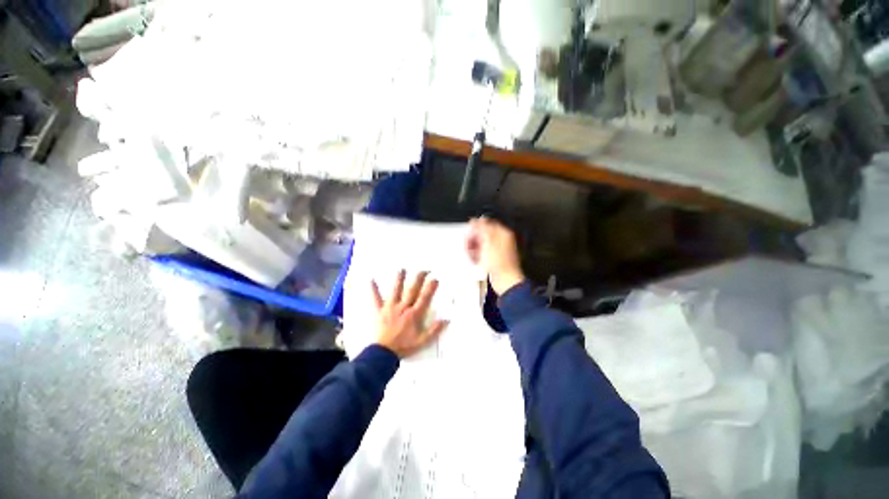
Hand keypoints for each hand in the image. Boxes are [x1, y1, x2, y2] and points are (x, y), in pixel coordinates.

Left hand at [371, 270, 446, 357]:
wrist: (384, 354)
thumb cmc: (404, 347)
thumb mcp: (422, 341)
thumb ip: (434, 330)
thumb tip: (446, 319)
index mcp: (414, 314)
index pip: (424, 298)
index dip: (430, 288)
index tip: (435, 278)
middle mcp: (403, 307)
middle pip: (412, 290)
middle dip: (418, 279)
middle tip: (423, 269)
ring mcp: (390, 307)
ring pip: (396, 290)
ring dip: (399, 279)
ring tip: (402, 269)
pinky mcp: (380, 311)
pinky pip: (376, 299)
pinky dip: (373, 290)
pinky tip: (371, 280)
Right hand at [467, 217, 524, 295]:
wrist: (505, 280)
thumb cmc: (498, 262)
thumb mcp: (488, 241)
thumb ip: (482, 229)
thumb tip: (476, 220)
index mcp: (502, 233)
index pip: (487, 223)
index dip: (476, 226)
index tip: (469, 231)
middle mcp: (502, 240)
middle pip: (483, 234)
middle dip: (474, 239)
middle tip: (467, 244)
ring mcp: (498, 250)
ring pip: (482, 244)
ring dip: (474, 247)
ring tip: (470, 254)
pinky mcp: (495, 259)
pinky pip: (483, 253)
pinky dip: (478, 255)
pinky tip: (474, 259)